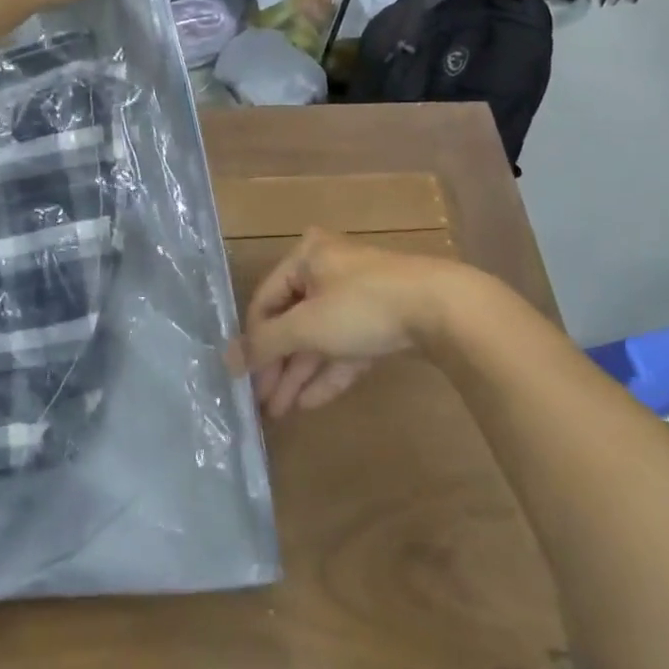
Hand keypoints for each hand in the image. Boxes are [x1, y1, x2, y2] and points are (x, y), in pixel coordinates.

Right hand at [226, 230, 464, 417]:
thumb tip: (227, 359)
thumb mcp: (307, 325)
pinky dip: (328, 372)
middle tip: (262, 404)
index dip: (253, 341)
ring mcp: (357, 295)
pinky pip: (344, 347)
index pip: (265, 301)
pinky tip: (308, 403)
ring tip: (280, 412)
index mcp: (306, 257)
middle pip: (292, 322)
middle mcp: (328, 270)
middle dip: (278, 366)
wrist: (442, 309)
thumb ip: (265, 343)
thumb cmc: (362, 306)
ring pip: (319, 338)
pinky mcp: (381, 319)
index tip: (242, 380)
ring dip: (299, 374)